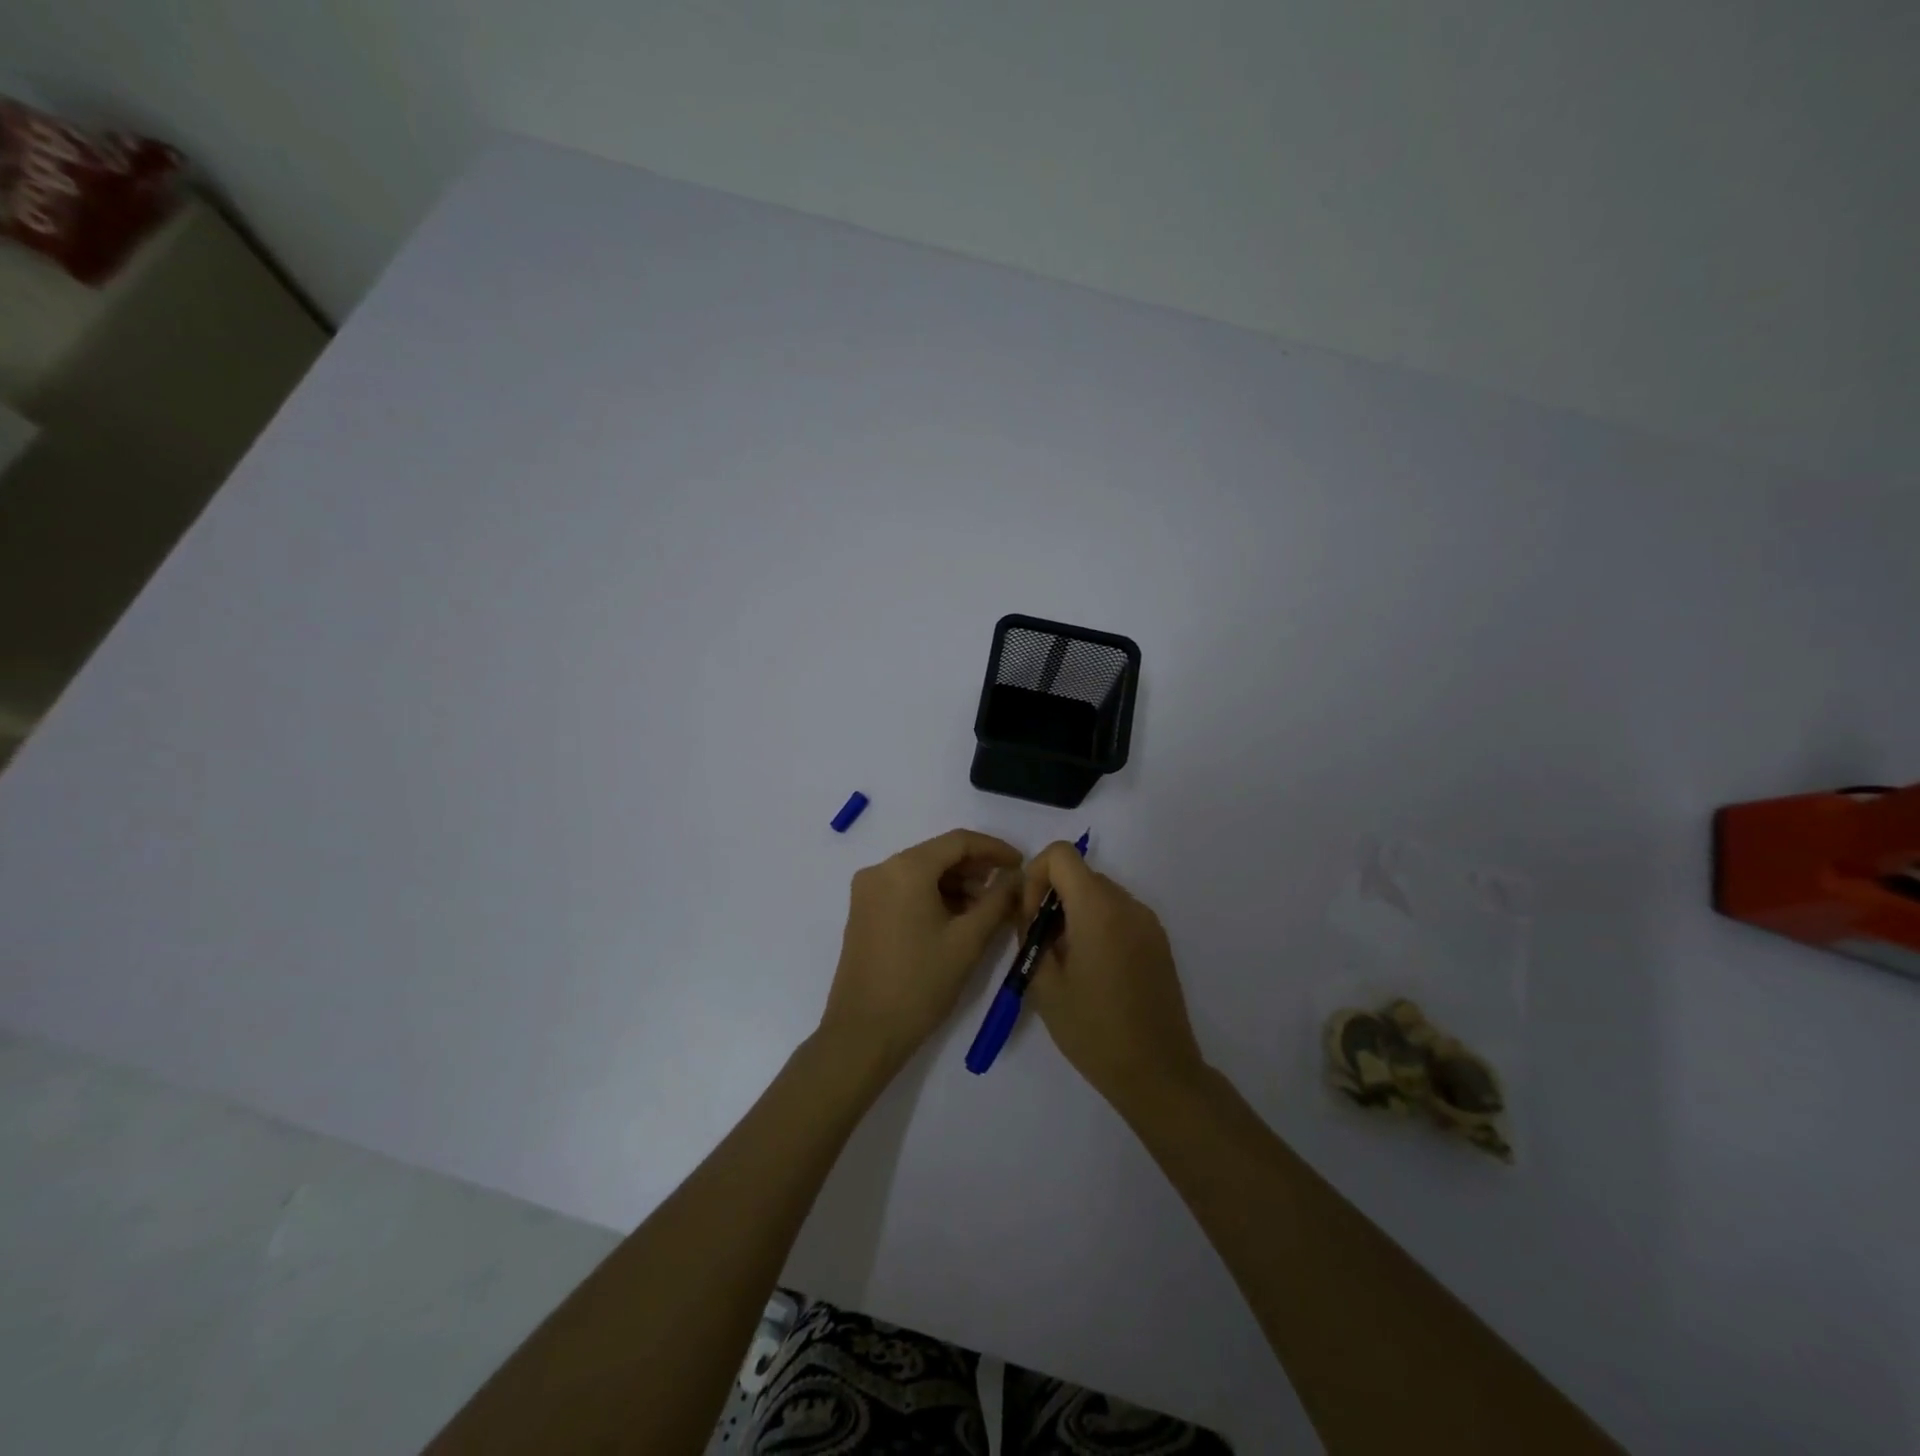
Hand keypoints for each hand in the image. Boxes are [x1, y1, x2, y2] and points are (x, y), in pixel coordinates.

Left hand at [819, 829, 1023, 1072]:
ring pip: (921, 872)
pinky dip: (933, 896)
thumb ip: (997, 901)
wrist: (864, 1032)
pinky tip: (955, 918)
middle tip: (1006, 889)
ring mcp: (868, 890)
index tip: (1021, 864)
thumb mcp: (968, 941)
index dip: (994, 849)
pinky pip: (905, 889)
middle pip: (938, 854)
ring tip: (985, 910)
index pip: (959, 841)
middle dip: (975, 868)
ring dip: (955, 884)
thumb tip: (1015, 877)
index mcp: (906, 868)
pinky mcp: (863, 910)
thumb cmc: (921, 983)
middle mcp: (881, 869)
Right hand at [1020, 842, 1206, 1113]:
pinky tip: (1093, 968)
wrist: (1158, 1072)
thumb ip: (1030, 936)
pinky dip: (1097, 923)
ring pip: (1099, 893)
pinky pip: (1119, 913)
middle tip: (1041, 943)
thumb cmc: (1094, 1030)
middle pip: (1080, 874)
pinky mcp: (1158, 940)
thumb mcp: (1045, 985)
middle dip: (1052, 897)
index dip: (1036, 875)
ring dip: (1074, 911)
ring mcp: (1148, 921)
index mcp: (1097, 909)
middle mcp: (1127, 904)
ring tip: (1065, 960)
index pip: (1061, 854)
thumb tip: (1027, 911)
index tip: (1031, 916)